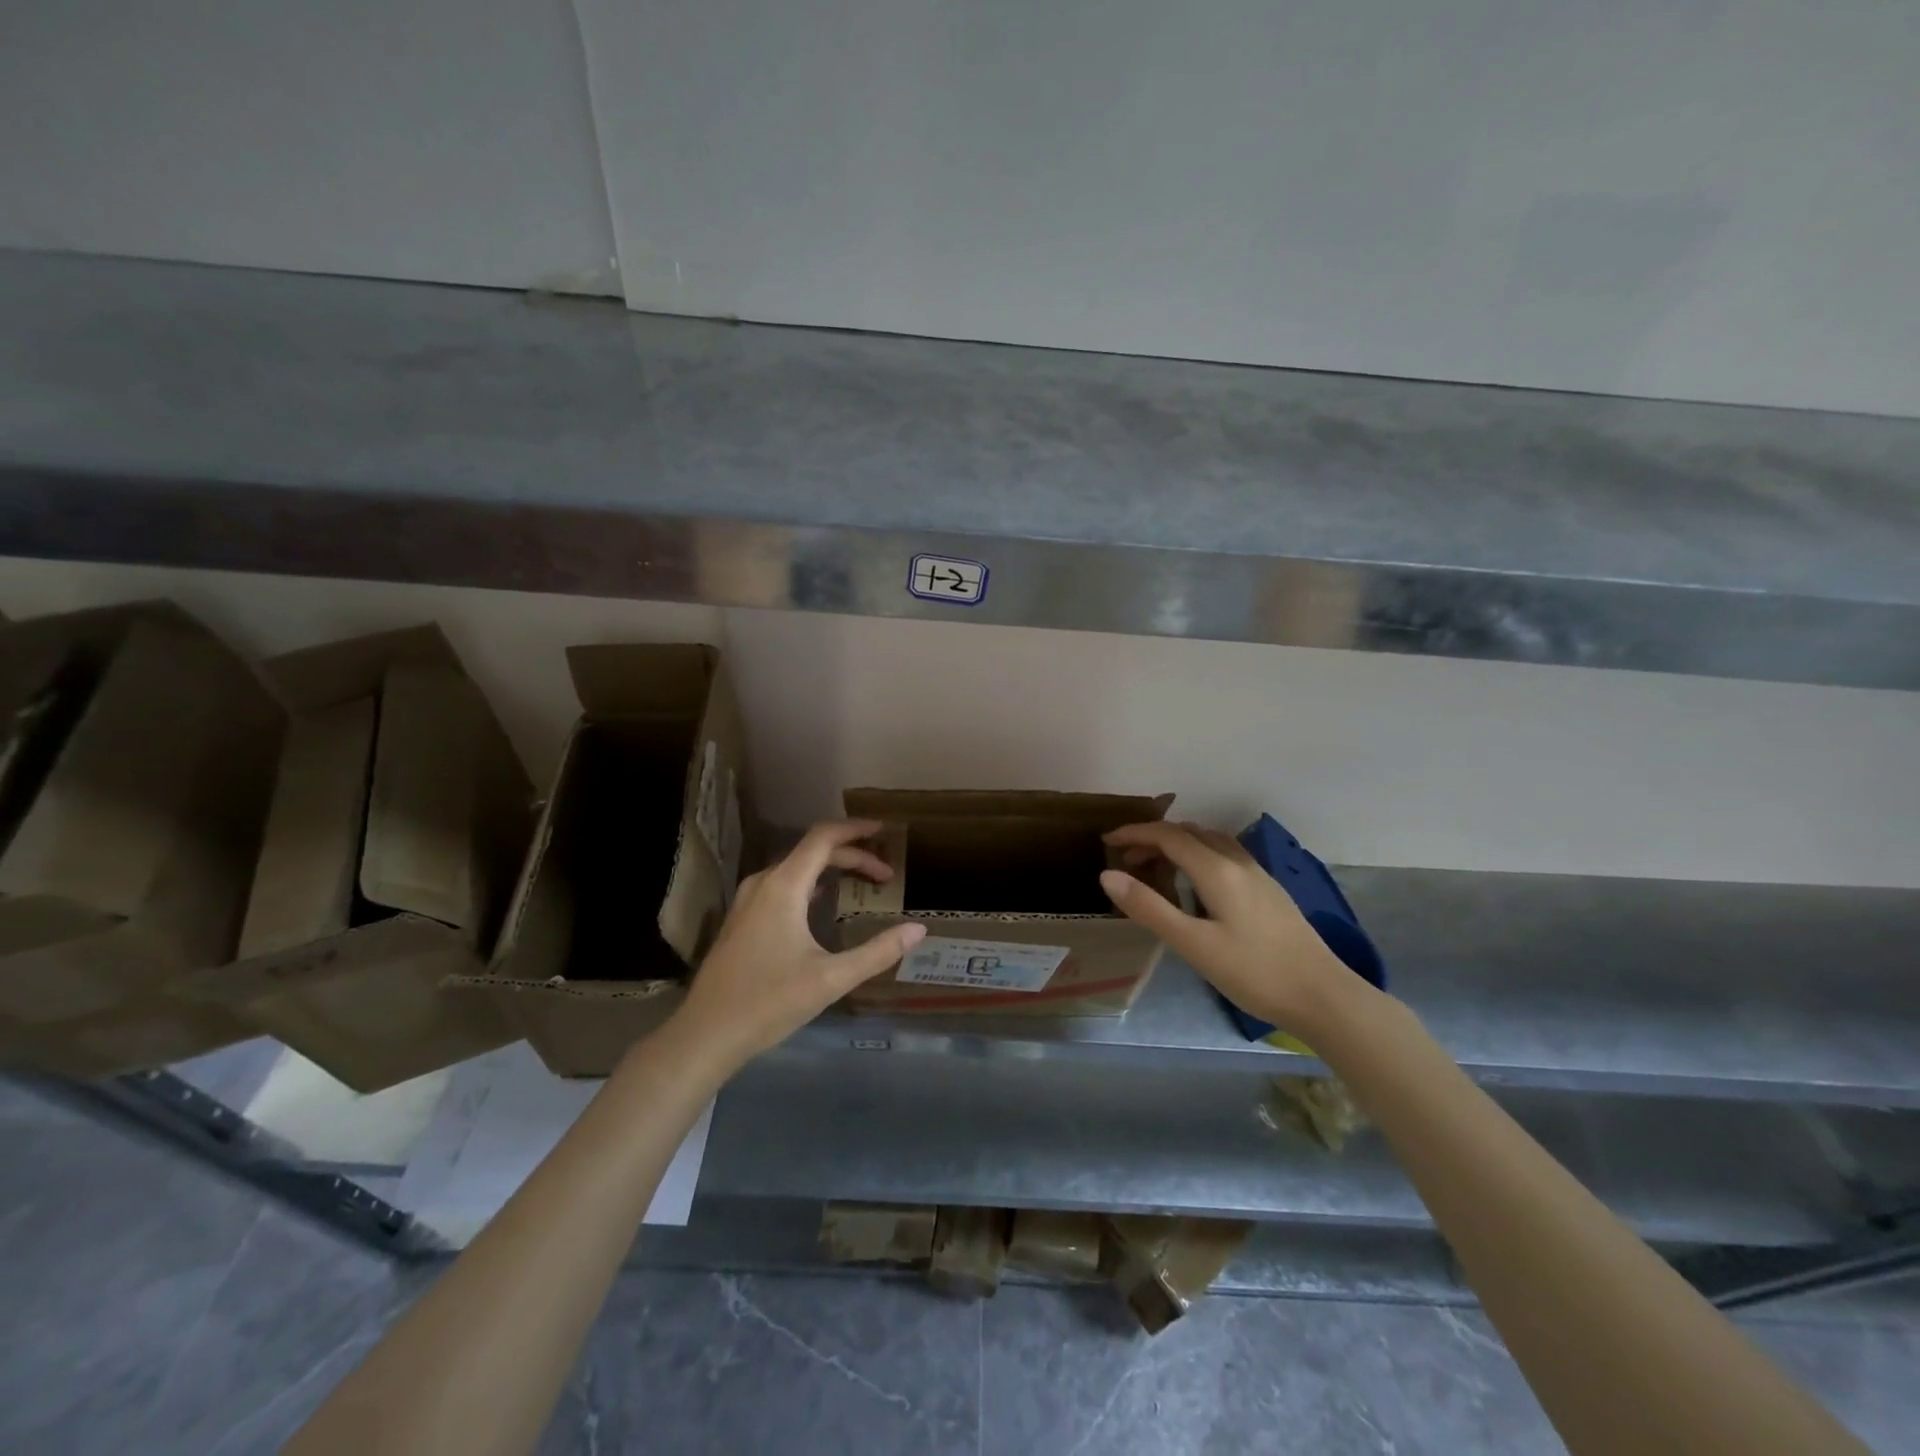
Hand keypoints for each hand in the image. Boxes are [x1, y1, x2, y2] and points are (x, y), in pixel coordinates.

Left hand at [671, 819, 925, 1068]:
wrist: (705, 1034)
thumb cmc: (769, 1003)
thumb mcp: (831, 979)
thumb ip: (877, 952)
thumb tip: (919, 930)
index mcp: (783, 887)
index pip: (823, 838)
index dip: (856, 829)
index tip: (884, 831)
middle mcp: (763, 883)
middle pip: (812, 851)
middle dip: (852, 856)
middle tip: (886, 875)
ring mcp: (748, 900)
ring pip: (796, 868)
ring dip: (830, 868)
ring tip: (861, 881)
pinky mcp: (742, 919)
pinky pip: (782, 884)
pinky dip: (810, 882)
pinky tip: (822, 902)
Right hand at [1099, 821, 1364, 1034]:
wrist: (1323, 996)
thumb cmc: (1253, 972)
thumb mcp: (1192, 944)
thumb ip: (1149, 907)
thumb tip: (1108, 875)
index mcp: (1217, 870)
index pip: (1168, 835)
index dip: (1134, 833)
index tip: (1107, 841)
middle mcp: (1238, 861)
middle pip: (1189, 833)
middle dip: (1153, 838)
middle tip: (1126, 860)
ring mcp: (1258, 874)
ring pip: (1210, 841)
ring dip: (1178, 844)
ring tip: (1156, 866)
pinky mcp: (1269, 889)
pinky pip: (1225, 854)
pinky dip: (1198, 854)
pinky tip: (1196, 882)